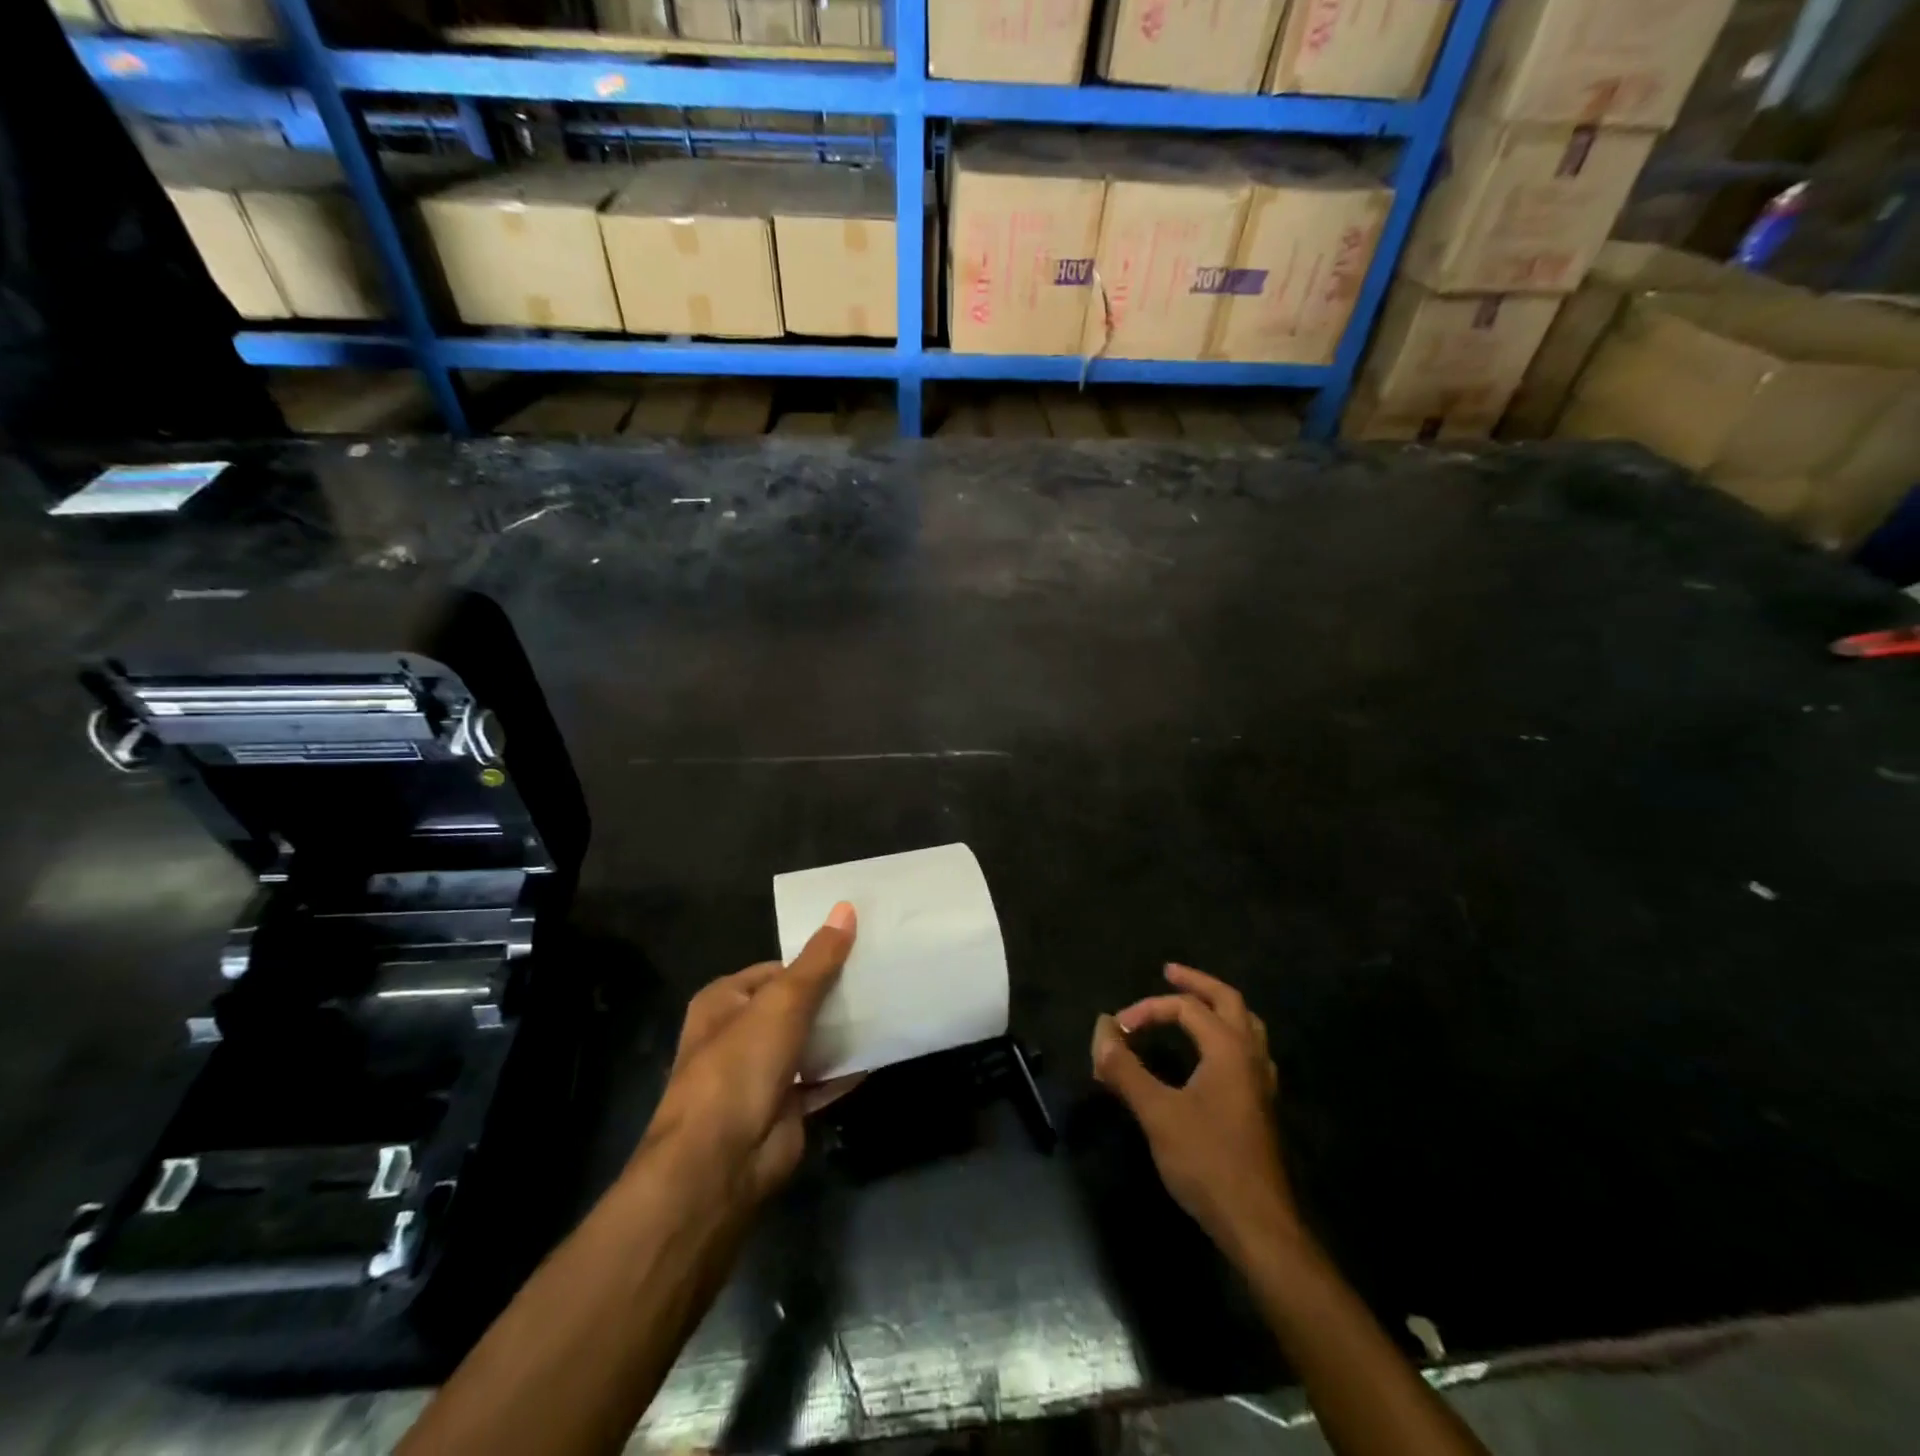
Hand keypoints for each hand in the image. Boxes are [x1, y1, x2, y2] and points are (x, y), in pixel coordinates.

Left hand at [639, 902, 859, 1206]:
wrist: (721, 1161)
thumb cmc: (741, 1065)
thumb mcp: (783, 1001)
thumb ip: (818, 959)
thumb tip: (845, 907)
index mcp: (725, 1001)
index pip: (777, 969)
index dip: (813, 960)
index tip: (857, 951)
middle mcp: (739, 1033)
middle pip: (795, 1005)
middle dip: (832, 995)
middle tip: (879, 976)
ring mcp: (761, 1073)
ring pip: (809, 1042)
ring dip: (841, 1031)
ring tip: (887, 1005)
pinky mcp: (784, 1106)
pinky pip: (821, 1079)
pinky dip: (845, 1068)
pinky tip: (879, 1051)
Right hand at [1092, 964, 1299, 1260]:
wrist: (1258, 1225)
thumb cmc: (1207, 1161)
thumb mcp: (1156, 1112)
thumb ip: (1125, 1068)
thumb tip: (1102, 1029)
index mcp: (1229, 1048)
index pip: (1186, 1008)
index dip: (1147, 1009)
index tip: (1117, 1030)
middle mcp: (1251, 1056)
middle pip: (1228, 1000)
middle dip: (1197, 984)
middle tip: (1169, 973)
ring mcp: (1261, 1082)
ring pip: (1246, 1025)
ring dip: (1218, 1007)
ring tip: (1193, 1004)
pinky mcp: (1261, 1106)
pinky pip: (1248, 1051)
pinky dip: (1227, 1035)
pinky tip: (1212, 1054)